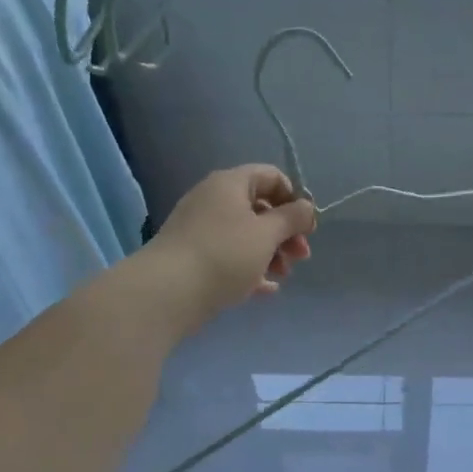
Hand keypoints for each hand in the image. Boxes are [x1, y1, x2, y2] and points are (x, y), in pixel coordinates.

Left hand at [145, 165, 316, 327]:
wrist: (165, 293)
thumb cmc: (224, 254)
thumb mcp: (267, 234)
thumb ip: (292, 218)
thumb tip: (307, 207)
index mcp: (231, 184)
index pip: (271, 177)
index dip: (294, 199)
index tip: (307, 227)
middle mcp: (213, 199)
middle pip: (260, 208)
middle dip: (285, 232)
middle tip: (301, 257)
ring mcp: (200, 228)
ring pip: (245, 234)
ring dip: (270, 252)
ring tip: (281, 276)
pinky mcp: (192, 256)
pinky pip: (229, 255)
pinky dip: (249, 267)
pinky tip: (265, 289)